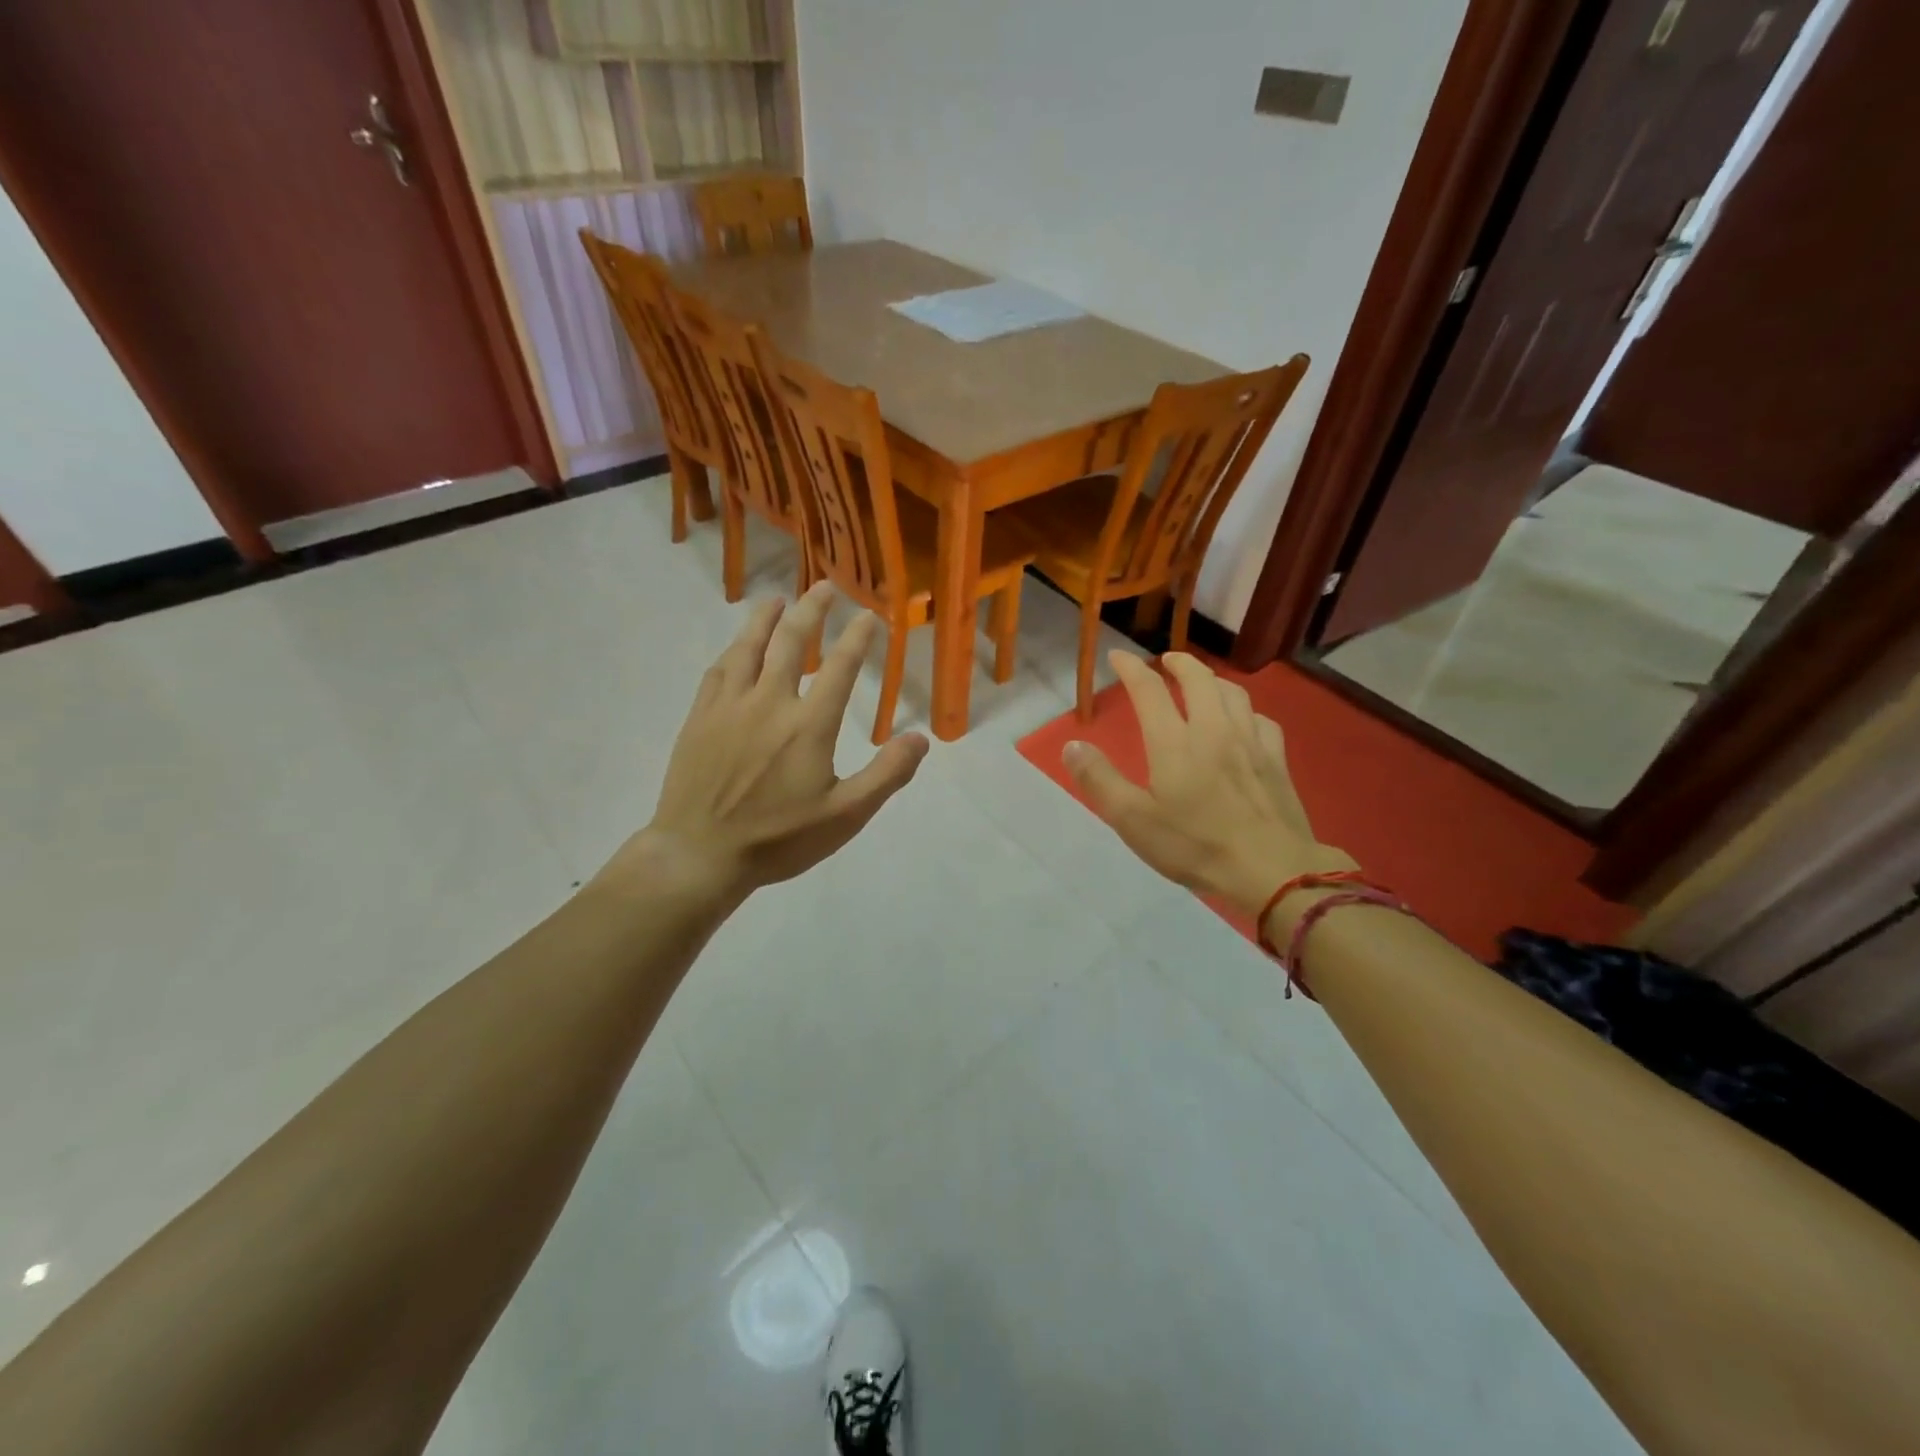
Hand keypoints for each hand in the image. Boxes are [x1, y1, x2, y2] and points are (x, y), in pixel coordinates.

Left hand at [598, 583, 927, 904]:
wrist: (700, 854)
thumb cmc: (778, 839)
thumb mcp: (845, 816)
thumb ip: (886, 775)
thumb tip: (920, 738)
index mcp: (809, 724)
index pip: (840, 668)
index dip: (857, 638)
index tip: (869, 615)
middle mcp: (770, 702)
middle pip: (793, 642)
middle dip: (812, 609)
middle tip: (824, 587)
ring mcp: (729, 706)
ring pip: (749, 647)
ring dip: (766, 619)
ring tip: (778, 599)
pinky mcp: (700, 718)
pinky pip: (718, 671)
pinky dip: (733, 651)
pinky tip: (737, 647)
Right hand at [1063, 652, 1354, 919]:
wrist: (1272, 869)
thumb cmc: (1195, 845)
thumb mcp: (1133, 820)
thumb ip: (1100, 780)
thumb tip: (1072, 745)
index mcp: (1174, 741)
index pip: (1148, 689)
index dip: (1131, 668)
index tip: (1118, 656)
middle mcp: (1213, 729)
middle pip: (1198, 678)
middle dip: (1178, 663)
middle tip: (1165, 661)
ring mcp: (1250, 741)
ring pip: (1232, 692)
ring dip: (1212, 680)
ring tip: (1202, 683)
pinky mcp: (1276, 759)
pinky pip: (1261, 719)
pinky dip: (1245, 710)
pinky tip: (1243, 721)